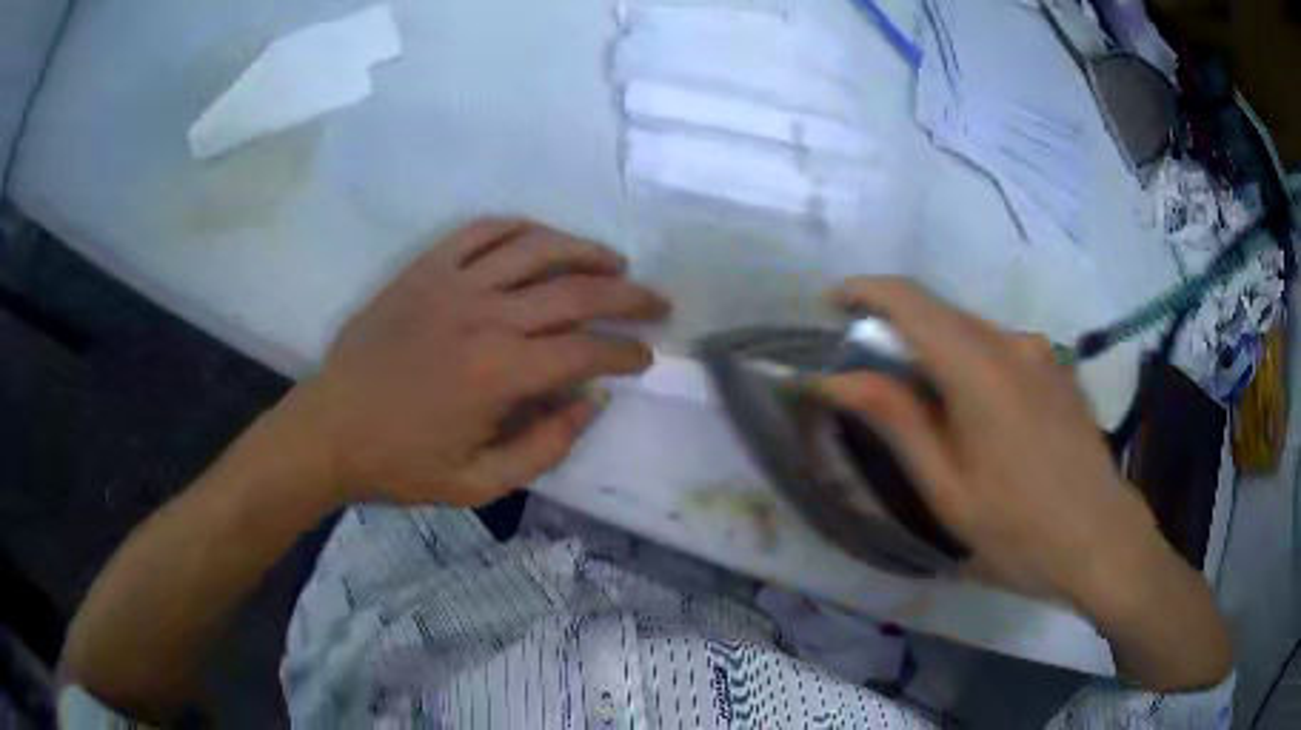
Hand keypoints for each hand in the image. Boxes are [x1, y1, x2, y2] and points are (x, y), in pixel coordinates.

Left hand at [296, 218, 668, 506]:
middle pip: (575, 292)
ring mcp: (452, 284)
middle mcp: (484, 316)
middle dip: (627, 297)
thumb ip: (545, 447)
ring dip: (584, 251)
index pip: (584, 351)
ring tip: (613, 263)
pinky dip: (519, 228)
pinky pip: (481, 232)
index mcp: (499, 374)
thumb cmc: (401, 464)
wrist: (329, 430)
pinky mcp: (425, 269)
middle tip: (656, 303)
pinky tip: (541, 238)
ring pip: (536, 248)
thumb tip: (592, 402)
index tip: (644, 358)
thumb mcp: (479, 484)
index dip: (623, 353)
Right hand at [818, 278, 1230, 689]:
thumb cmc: (1020, 529)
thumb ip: (896, 420)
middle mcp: (1012, 342)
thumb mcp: (947, 488)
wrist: (1103, 540)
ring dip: (936, 350)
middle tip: (869, 376)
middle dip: (896, 329)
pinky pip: (1001, 348)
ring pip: (972, 331)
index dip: (864, 291)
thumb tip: (837, 378)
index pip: (910, 300)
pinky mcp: (1058, 368)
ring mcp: (1041, 352)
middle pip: (941, 312)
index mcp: (979, 369)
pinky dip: (970, 362)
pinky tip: (976, 415)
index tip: (831, 306)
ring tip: (924, 407)